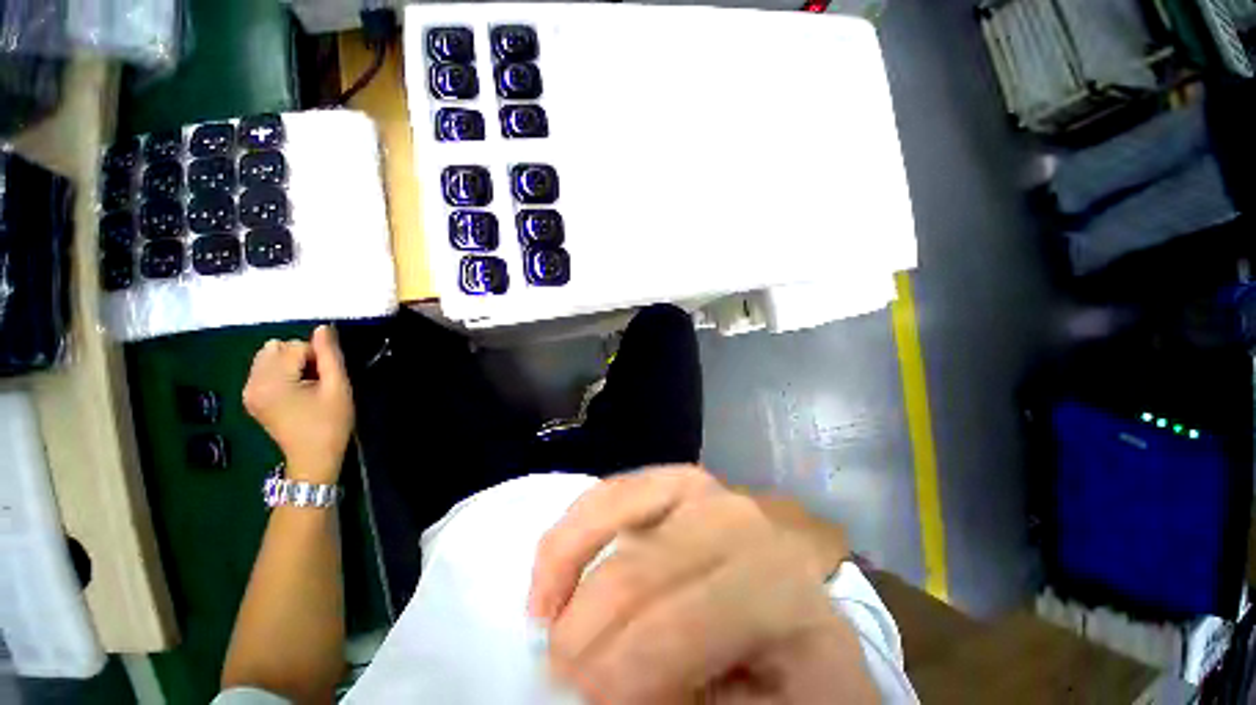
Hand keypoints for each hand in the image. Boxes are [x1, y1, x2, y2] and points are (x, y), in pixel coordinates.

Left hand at [243, 325, 353, 483]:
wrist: (314, 458)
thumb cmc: (330, 423)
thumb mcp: (338, 388)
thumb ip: (330, 355)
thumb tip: (323, 328)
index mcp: (272, 381)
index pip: (295, 346)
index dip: (318, 357)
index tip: (327, 379)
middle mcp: (252, 383)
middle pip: (275, 347)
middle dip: (299, 356)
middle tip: (315, 380)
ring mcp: (248, 391)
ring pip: (268, 356)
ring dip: (290, 363)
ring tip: (305, 385)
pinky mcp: (250, 397)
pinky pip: (263, 369)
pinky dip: (281, 372)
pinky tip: (294, 391)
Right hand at [529, 465, 877, 703]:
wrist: (797, 632)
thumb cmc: (788, 682)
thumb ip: (685, 696)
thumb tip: (604, 684)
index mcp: (785, 591)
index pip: (697, 615)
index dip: (632, 662)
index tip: (587, 698)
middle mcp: (748, 526)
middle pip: (655, 555)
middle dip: (594, 615)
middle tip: (558, 667)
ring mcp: (713, 494)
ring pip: (631, 498)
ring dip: (573, 550)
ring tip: (541, 607)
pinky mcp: (683, 485)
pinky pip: (624, 487)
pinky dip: (583, 516)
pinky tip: (557, 554)